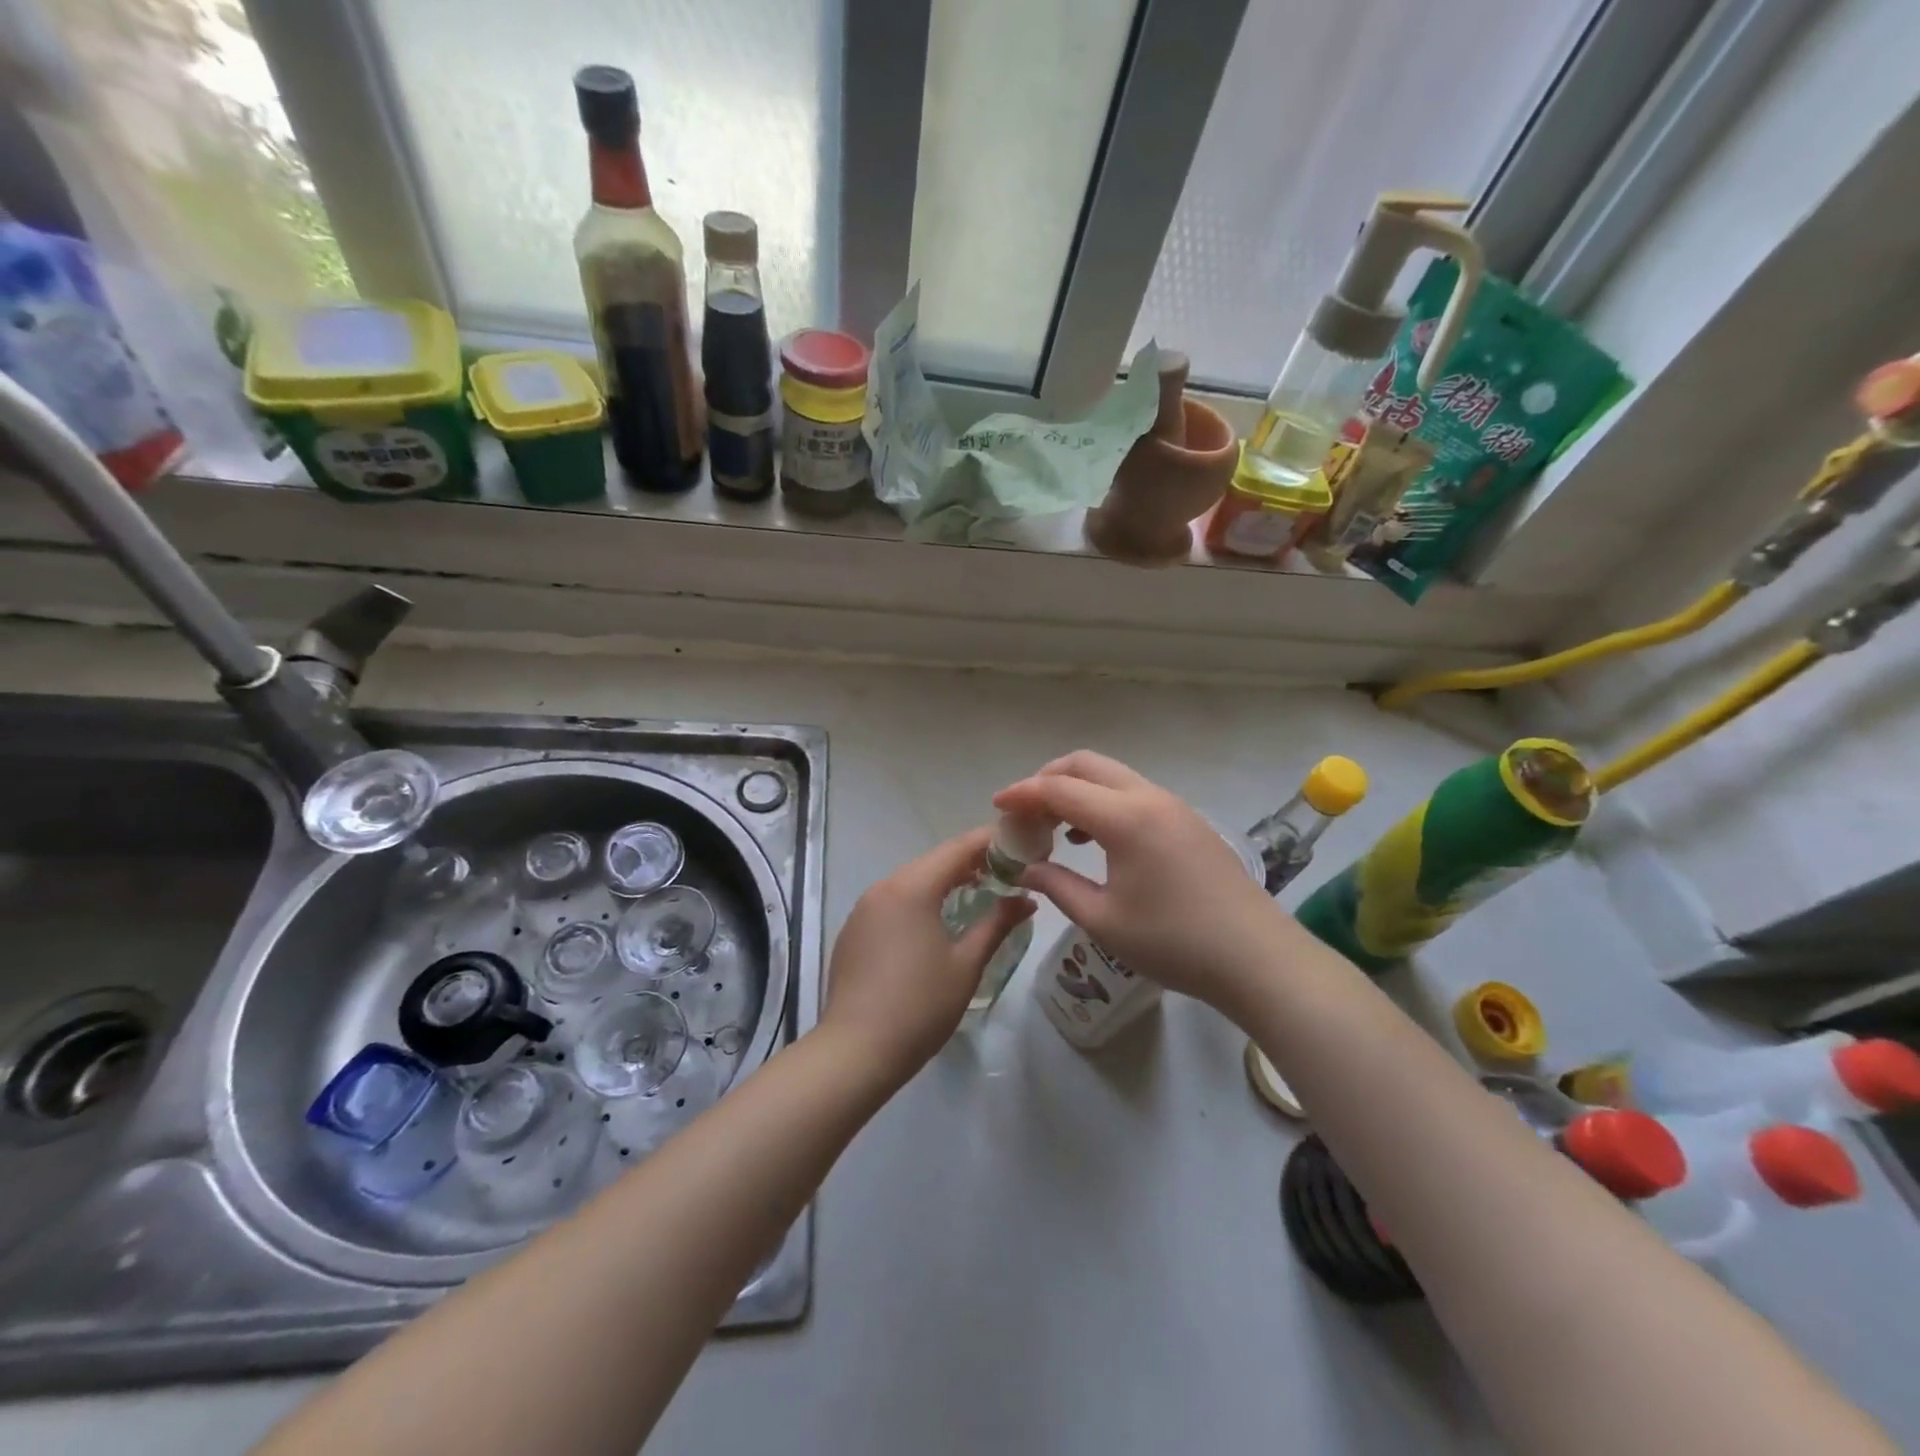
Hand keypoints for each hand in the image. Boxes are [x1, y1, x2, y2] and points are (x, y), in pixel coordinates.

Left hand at [817, 827, 1034, 1084]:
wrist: (856, 1051)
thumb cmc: (920, 1006)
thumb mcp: (966, 964)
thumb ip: (997, 924)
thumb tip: (1026, 900)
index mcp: (912, 887)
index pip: (958, 848)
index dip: (990, 841)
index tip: (1019, 844)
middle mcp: (884, 887)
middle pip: (933, 861)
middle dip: (970, 861)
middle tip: (1006, 871)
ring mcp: (863, 908)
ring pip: (911, 880)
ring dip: (944, 881)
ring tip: (978, 892)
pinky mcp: (854, 929)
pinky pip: (893, 900)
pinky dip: (920, 899)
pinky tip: (937, 921)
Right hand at [993, 752, 1290, 1014]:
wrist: (1257, 958)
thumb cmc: (1174, 942)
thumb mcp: (1104, 920)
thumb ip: (1057, 886)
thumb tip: (1026, 868)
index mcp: (1125, 818)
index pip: (1059, 789)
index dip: (1022, 794)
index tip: (996, 807)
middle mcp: (1149, 798)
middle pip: (1087, 765)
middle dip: (1048, 779)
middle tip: (1025, 812)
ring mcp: (1173, 806)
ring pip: (1113, 777)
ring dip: (1078, 790)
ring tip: (1055, 828)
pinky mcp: (1188, 821)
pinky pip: (1134, 794)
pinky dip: (1104, 803)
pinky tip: (1094, 840)